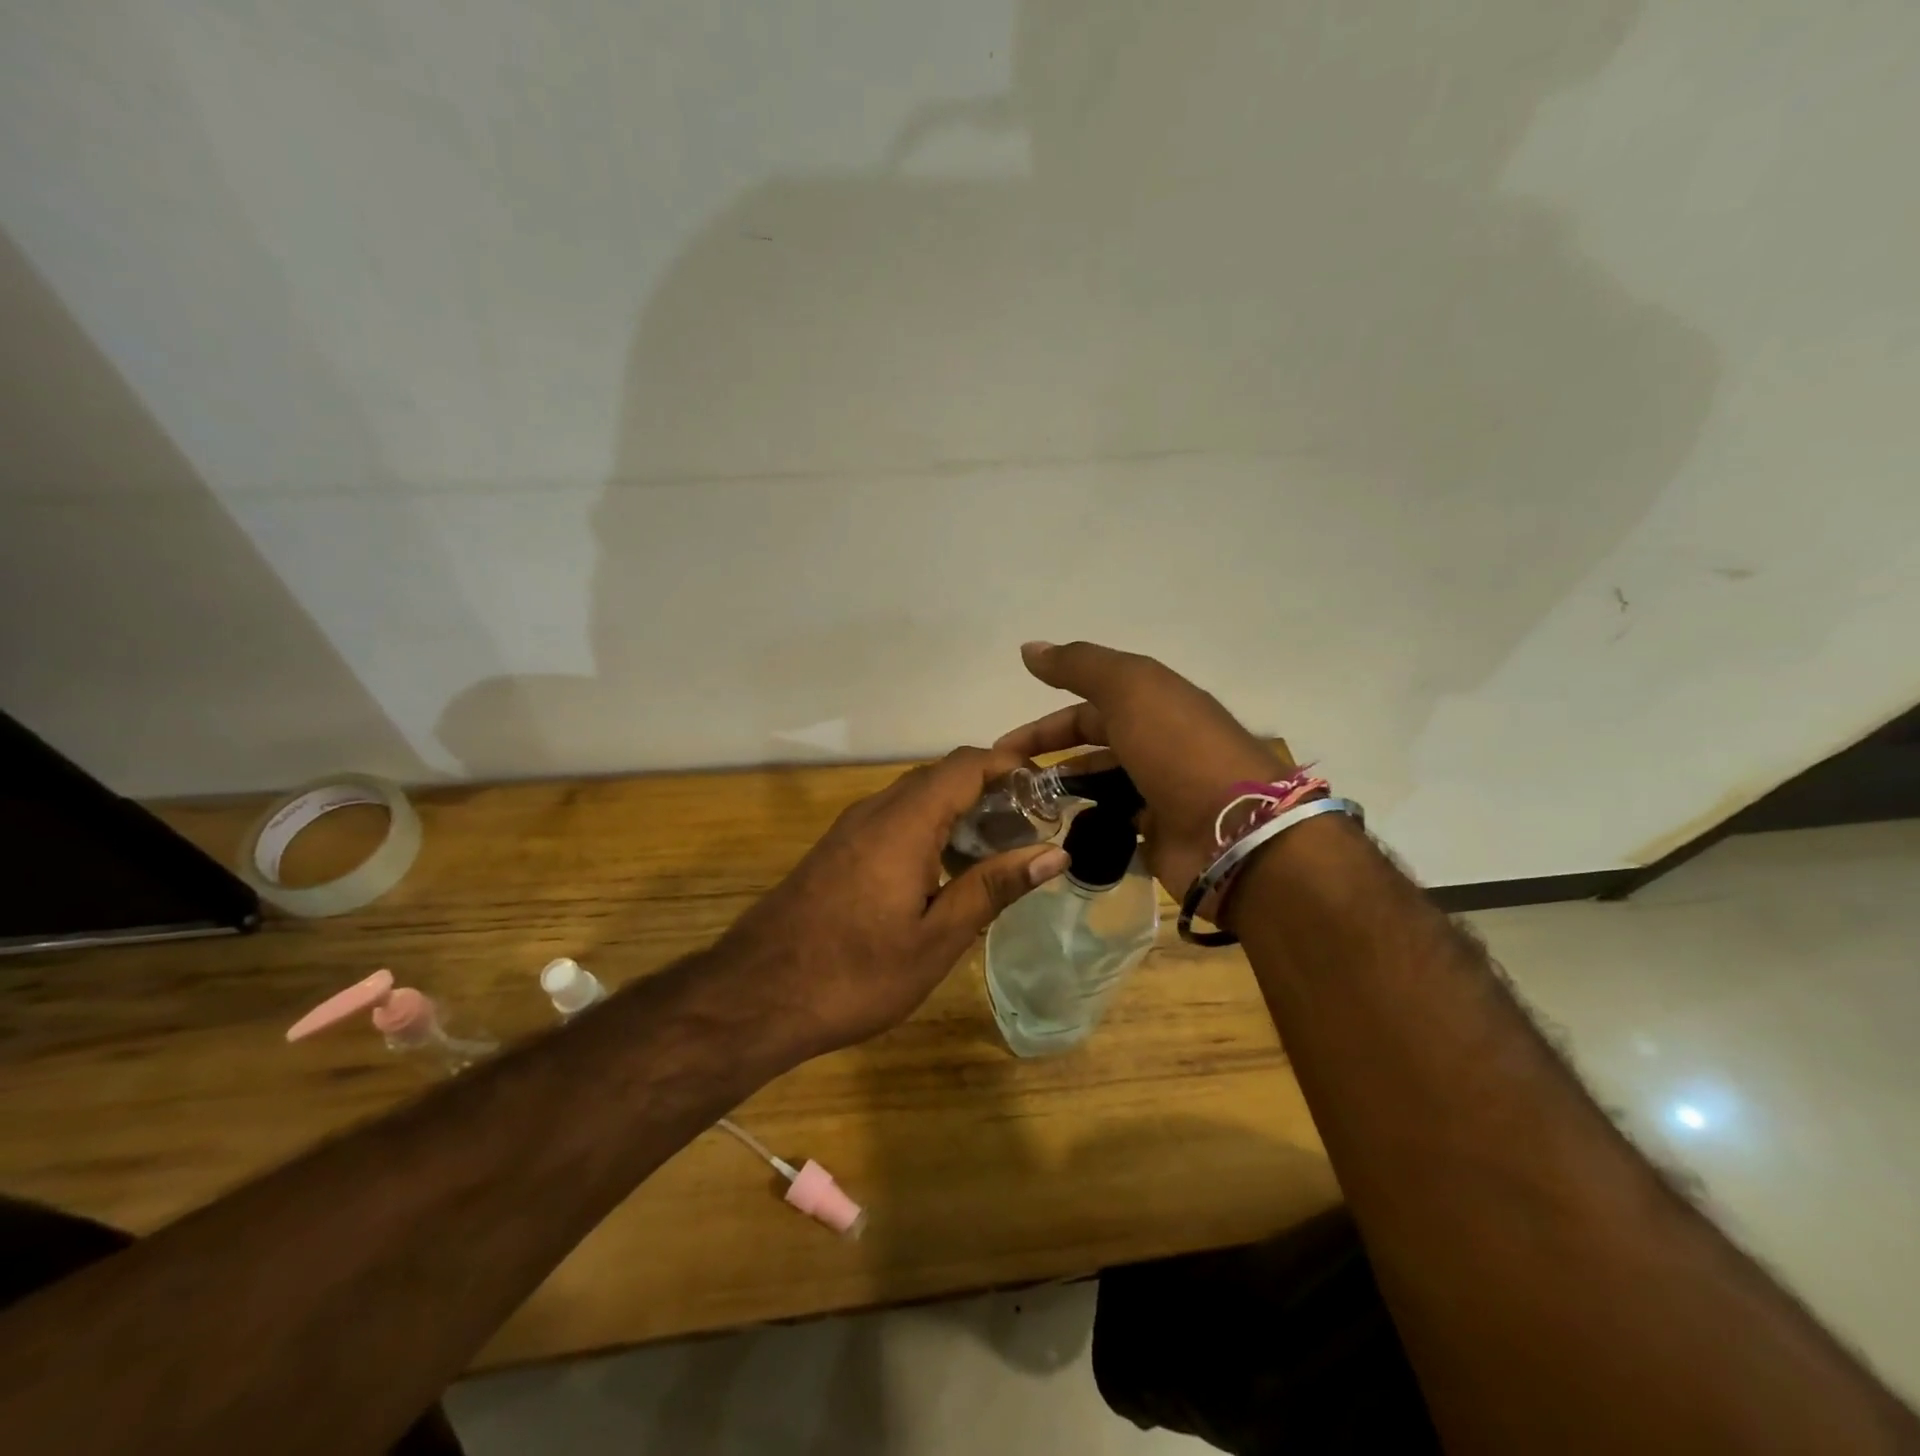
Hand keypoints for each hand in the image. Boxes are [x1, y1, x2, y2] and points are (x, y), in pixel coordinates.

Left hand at [714, 746, 1070, 1059]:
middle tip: (1030, 826)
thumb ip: (993, 887)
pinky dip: (929, 828)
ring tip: (997, 849)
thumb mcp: (936, 938)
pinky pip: (893, 819)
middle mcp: (876, 810)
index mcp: (905, 822)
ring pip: (915, 797)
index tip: (1048, 786)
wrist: (755, 995)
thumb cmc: (855, 973)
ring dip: (959, 810)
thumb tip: (1054, 852)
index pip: (965, 765)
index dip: (1009, 764)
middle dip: (989, 789)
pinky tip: (945, 871)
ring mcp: (850, 828)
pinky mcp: (837, 850)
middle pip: (941, 776)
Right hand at [995, 641, 1290, 898]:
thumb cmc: (1178, 750)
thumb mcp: (1130, 689)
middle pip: (1092, 746)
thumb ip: (1079, 666)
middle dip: (1049, 759)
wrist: (1237, 831)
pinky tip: (1058, 837)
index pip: (1087, 709)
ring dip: (1065, 793)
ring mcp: (1160, 791)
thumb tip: (1029, 647)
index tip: (1004, 747)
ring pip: (1101, 786)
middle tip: (1007, 783)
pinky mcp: (1160, 835)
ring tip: (1026, 812)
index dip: (1044, 724)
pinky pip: (1115, 825)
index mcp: (1153, 704)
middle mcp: (1156, 744)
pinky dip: (1088, 826)